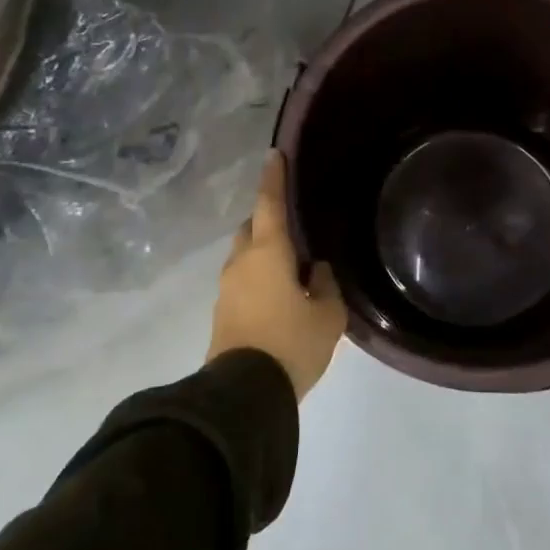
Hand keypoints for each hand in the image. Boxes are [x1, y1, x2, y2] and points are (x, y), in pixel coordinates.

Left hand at [209, 152, 345, 399]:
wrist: (244, 395)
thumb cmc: (291, 344)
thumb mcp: (328, 316)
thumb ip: (325, 286)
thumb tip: (316, 272)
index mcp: (268, 253)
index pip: (269, 204)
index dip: (273, 178)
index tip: (274, 154)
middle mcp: (241, 263)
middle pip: (251, 228)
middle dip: (268, 222)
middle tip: (294, 230)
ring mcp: (226, 289)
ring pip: (245, 257)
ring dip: (263, 254)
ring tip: (291, 271)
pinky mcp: (222, 313)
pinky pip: (242, 281)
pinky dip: (258, 278)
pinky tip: (279, 297)